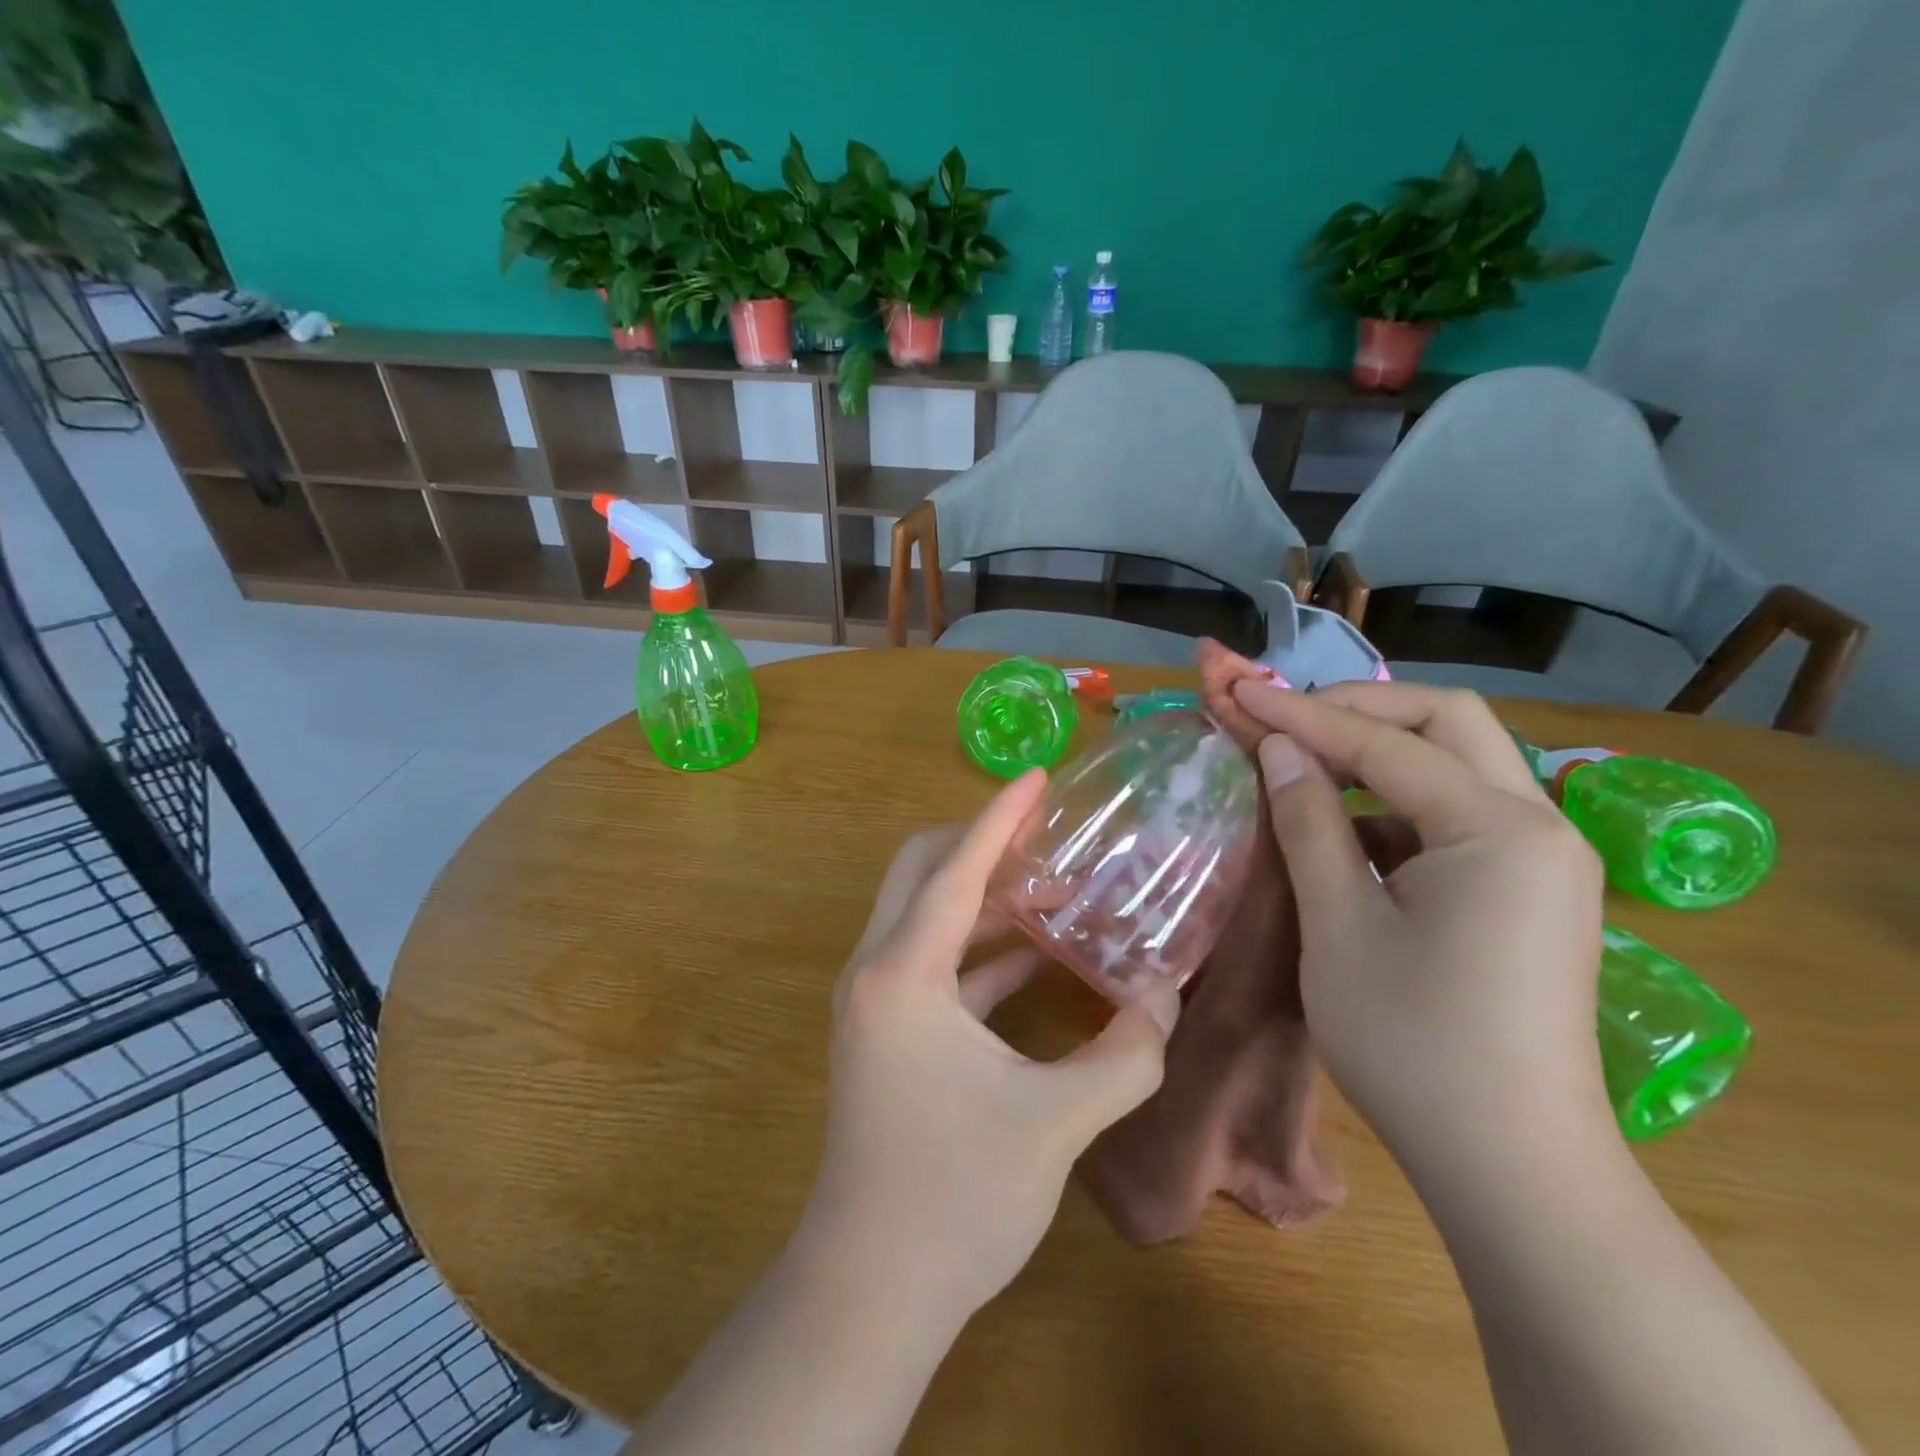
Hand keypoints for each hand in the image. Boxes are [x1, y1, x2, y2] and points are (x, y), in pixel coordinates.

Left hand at [796, 769, 1182, 1324]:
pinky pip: (933, 962)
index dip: (999, 818)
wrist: (870, 1288)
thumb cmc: (956, 1196)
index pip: (955, 869)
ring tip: (1054, 886)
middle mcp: (876, 970)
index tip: (1037, 778)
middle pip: (921, 871)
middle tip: (1047, 832)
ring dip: (983, 895)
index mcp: (904, 973)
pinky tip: (1037, 954)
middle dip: (981, 843)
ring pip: (924, 915)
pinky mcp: (886, 1030)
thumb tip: (1167, 996)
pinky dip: (980, 946)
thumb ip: (1126, 1054)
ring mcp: (875, 1001)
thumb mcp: (1057, 1122)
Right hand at [1229, 679, 1612, 1171]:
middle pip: (1447, 722)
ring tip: (1303, 764)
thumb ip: (1308, 822)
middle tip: (1284, 719)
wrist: (1511, 1166)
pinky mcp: (1529, 890)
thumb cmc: (1412, 1043)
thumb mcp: (1339, 924)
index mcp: (1496, 829)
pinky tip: (1345, 829)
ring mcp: (1541, 859)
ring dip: (1378, 753)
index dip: (1301, 714)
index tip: (1238, 692)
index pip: (1385, 742)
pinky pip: (1458, 814)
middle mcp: (1537, 825)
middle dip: (1358, 709)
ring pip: (1457, 764)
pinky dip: (1396, 803)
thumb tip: (1278, 748)